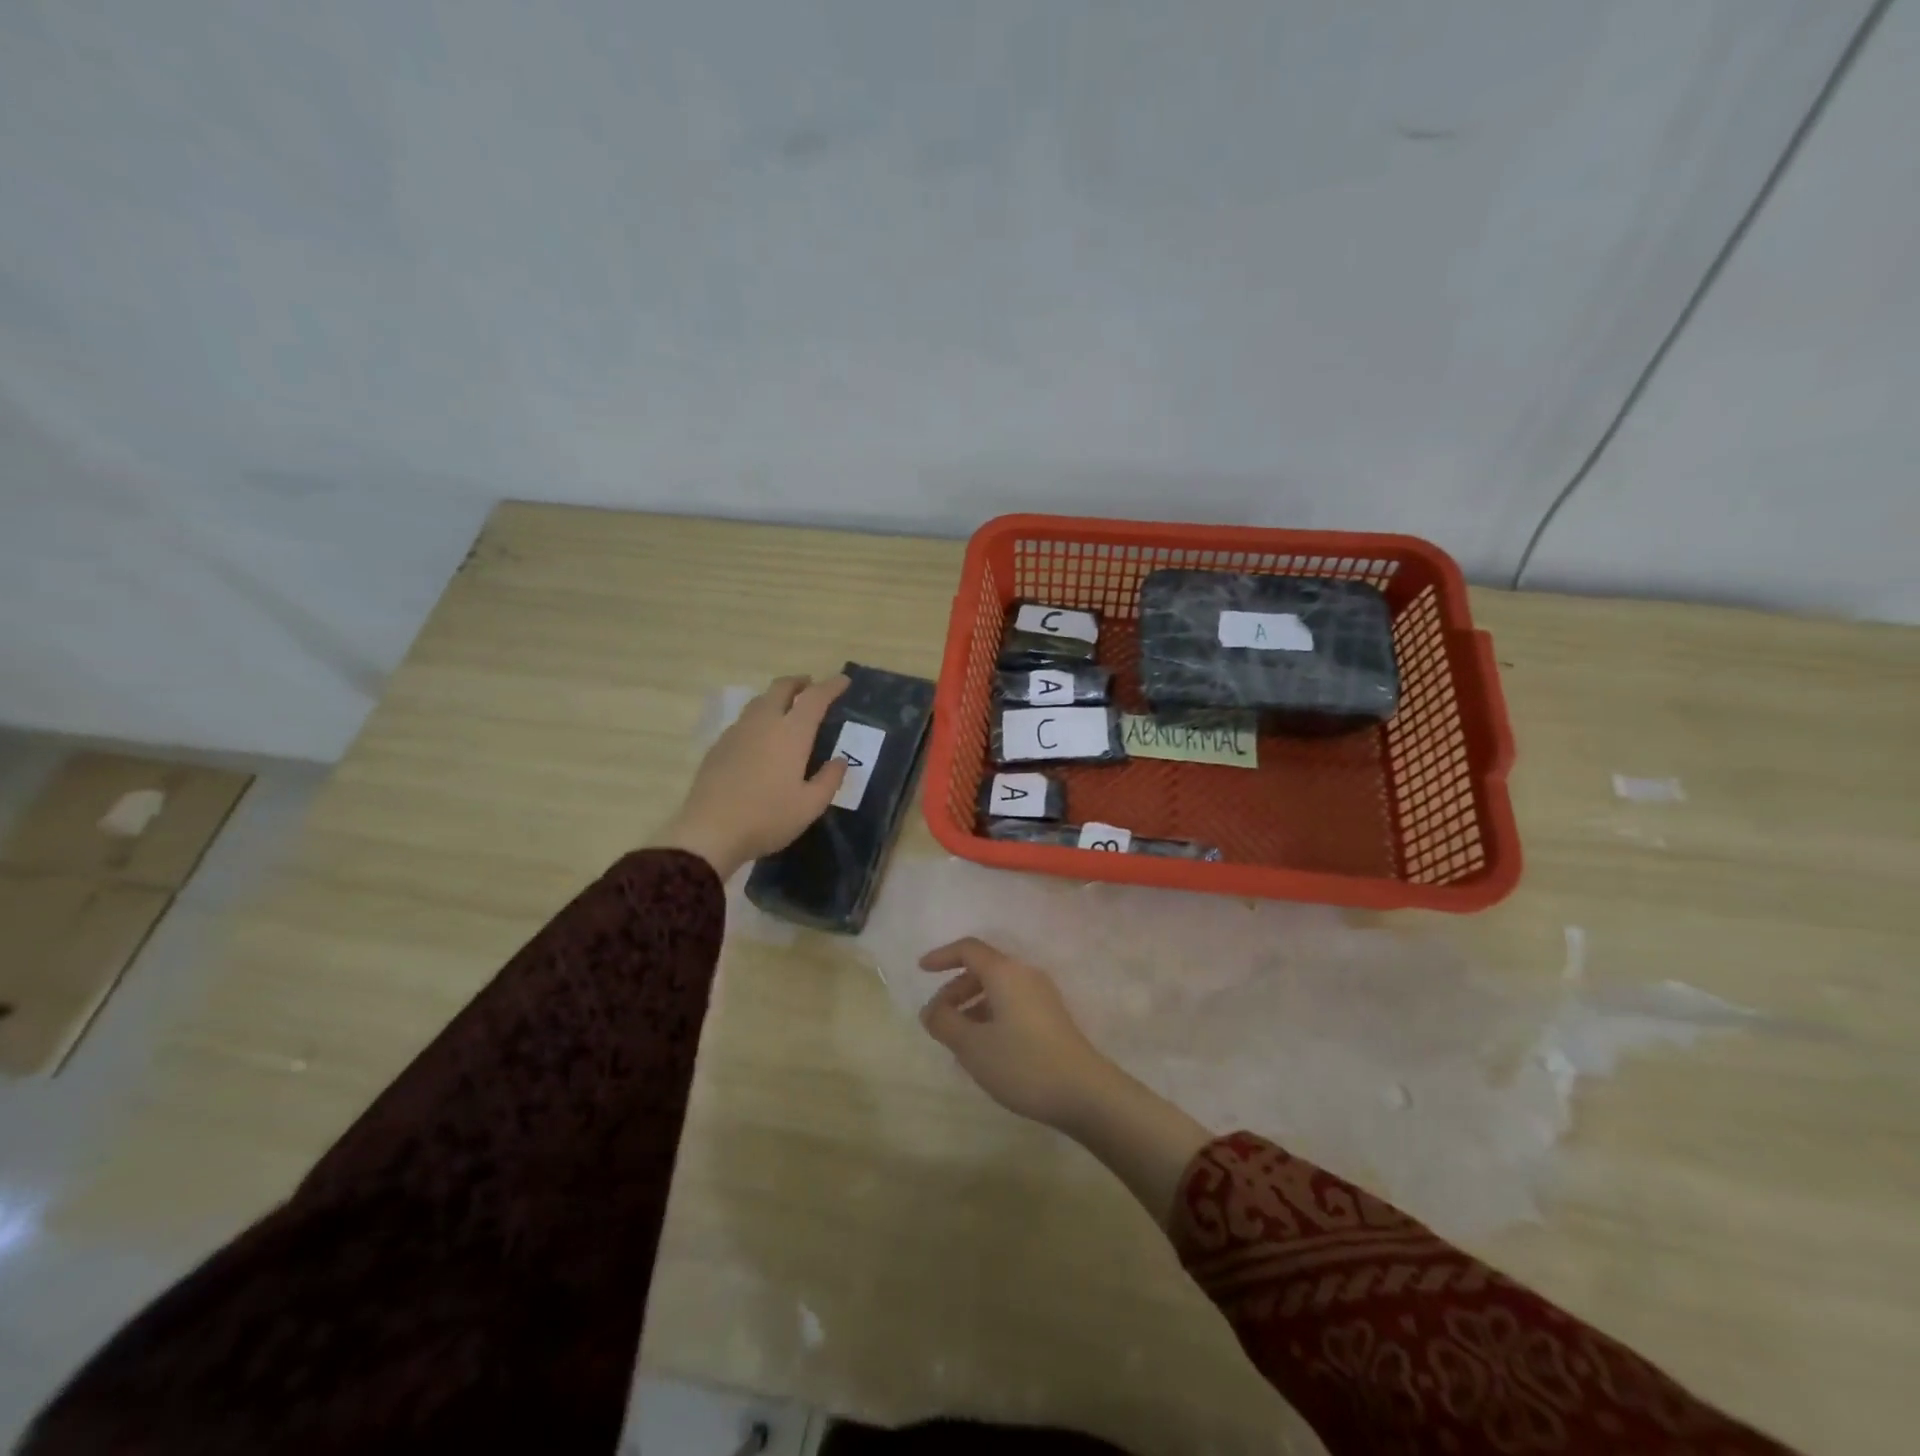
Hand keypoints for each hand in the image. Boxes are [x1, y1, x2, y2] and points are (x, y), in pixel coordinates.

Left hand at [655, 674, 850, 878]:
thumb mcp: (810, 805)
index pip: (815, 698)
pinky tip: (761, 737)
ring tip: (788, 709)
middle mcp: (764, 723)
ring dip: (777, 697)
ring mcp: (737, 732)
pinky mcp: (718, 746)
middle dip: (800, 683)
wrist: (709, 832)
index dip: (831, 686)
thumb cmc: (768, 818)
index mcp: (791, 733)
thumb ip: (829, 779)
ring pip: (759, 701)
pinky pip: (744, 720)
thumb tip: (839, 760)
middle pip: (781, 688)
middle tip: (812, 688)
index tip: (843, 681)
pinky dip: (759, 717)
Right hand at [918, 938, 1121, 1130]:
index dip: (942, 956)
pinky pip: (1012, 1003)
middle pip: (984, 968)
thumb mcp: (973, 1046)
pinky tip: (985, 1048)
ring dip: (973, 1005)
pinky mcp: (1051, 1017)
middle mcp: (1025, 975)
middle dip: (955, 989)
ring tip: (958, 1038)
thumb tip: (931, 1010)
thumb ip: (945, 1023)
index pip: (969, 949)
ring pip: (998, 988)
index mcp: (1005, 972)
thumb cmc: (1022, 1063)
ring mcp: (1042, 995)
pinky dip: (991, 1014)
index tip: (922, 971)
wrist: (1084, 1092)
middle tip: (938, 1018)